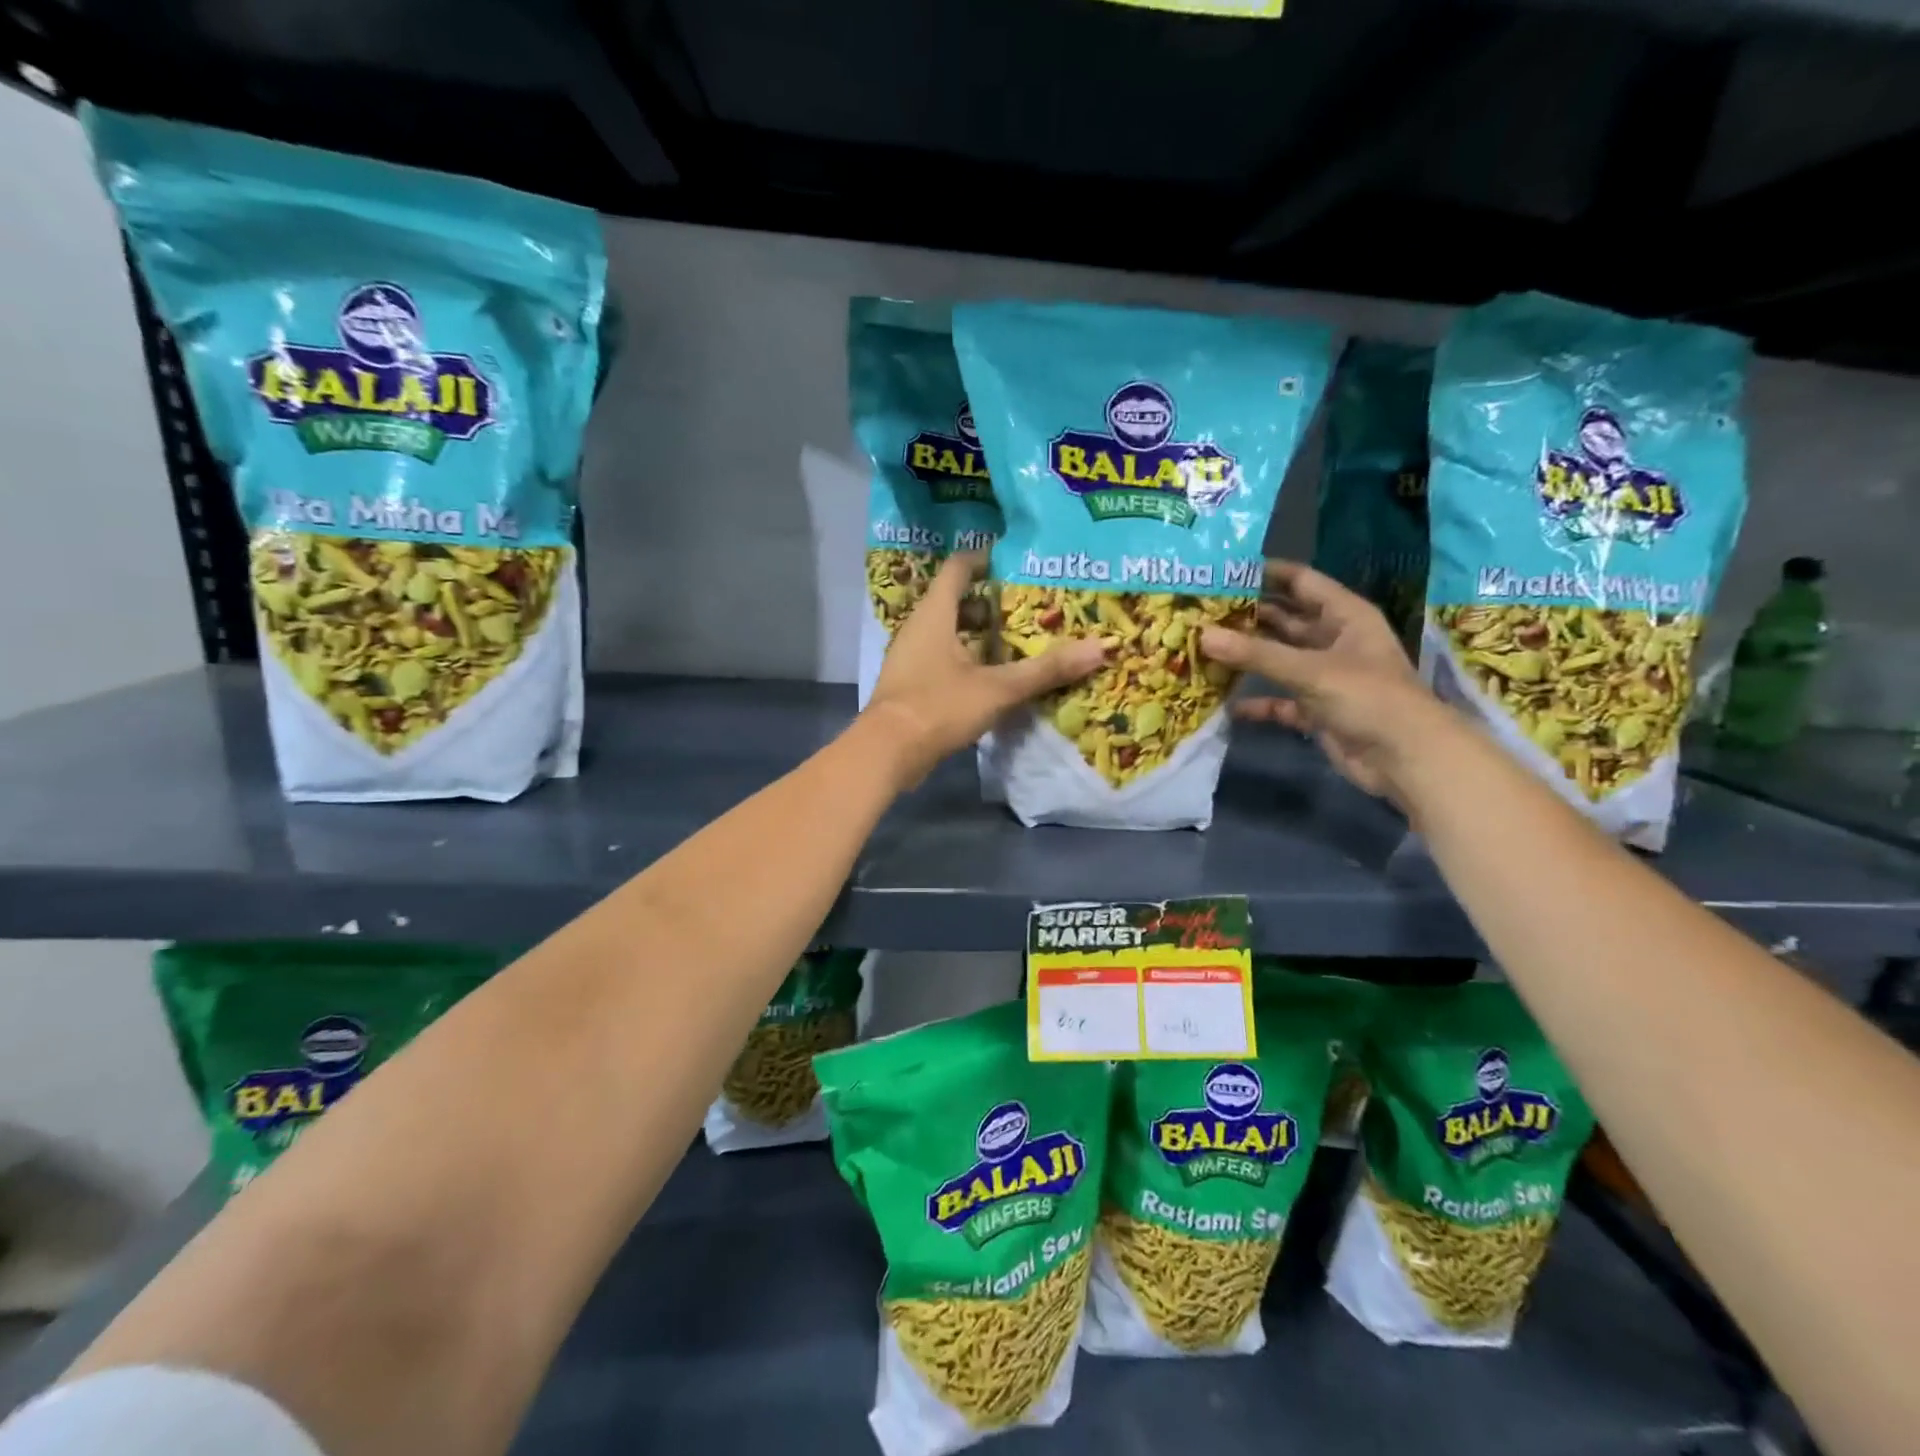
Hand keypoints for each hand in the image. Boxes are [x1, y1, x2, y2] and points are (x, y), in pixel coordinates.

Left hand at [864, 553, 1106, 787]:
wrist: (888, 752)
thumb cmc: (939, 707)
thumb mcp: (998, 687)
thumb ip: (1046, 669)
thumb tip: (1100, 648)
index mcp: (935, 614)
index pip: (959, 568)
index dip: (985, 559)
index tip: (1016, 561)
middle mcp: (919, 628)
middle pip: (956, 601)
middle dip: (990, 602)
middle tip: (1028, 606)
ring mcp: (911, 657)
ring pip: (949, 633)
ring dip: (979, 634)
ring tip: (1018, 641)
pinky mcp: (912, 684)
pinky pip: (943, 659)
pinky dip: (968, 659)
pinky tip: (994, 677)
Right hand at [1199, 560, 1444, 800]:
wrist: (1405, 758)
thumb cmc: (1368, 697)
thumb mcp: (1310, 670)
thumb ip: (1256, 653)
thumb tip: (1202, 635)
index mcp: (1345, 616)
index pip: (1302, 581)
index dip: (1267, 573)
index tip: (1224, 571)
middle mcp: (1334, 640)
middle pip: (1285, 619)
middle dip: (1248, 615)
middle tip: (1202, 610)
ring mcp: (1325, 677)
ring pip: (1279, 659)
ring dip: (1248, 657)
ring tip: (1203, 648)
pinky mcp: (1317, 710)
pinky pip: (1280, 700)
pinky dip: (1257, 702)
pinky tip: (1226, 703)